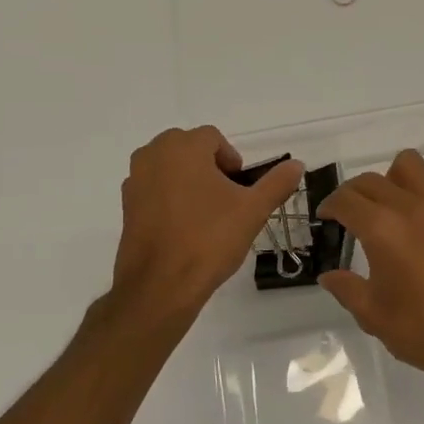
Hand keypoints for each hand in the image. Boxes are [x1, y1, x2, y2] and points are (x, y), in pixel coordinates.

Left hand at [111, 126, 302, 324]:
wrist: (160, 286)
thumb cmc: (209, 239)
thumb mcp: (252, 210)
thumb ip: (276, 183)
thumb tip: (297, 164)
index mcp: (183, 148)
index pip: (212, 137)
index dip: (231, 159)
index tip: (240, 188)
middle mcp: (153, 155)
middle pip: (187, 147)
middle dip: (208, 166)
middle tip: (226, 198)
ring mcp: (135, 180)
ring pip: (168, 167)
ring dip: (188, 180)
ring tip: (206, 213)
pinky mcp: (126, 206)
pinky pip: (153, 189)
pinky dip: (169, 197)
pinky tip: (184, 227)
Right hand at [315, 148, 423, 393]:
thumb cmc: (423, 329)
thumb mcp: (373, 315)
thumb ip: (347, 289)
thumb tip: (329, 275)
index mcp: (382, 229)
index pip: (346, 200)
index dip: (329, 206)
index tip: (325, 217)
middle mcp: (410, 206)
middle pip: (371, 180)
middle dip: (353, 194)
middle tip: (350, 216)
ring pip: (409, 165)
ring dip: (392, 179)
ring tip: (389, 206)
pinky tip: (422, 214)